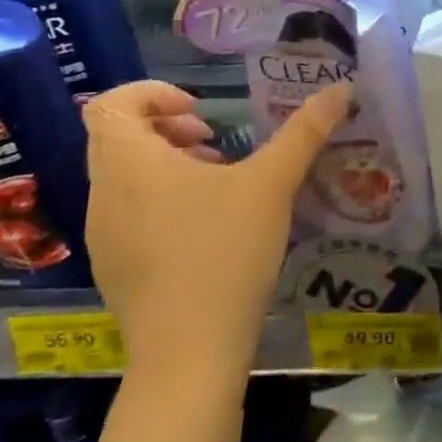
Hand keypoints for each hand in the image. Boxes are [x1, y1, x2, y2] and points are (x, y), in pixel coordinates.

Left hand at [82, 79, 351, 373]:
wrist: (189, 352)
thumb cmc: (225, 252)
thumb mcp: (272, 184)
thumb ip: (304, 132)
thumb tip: (339, 89)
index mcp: (129, 163)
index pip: (110, 104)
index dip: (152, 94)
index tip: (201, 112)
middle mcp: (103, 192)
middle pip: (117, 137)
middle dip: (168, 128)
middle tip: (215, 142)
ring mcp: (102, 234)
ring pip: (123, 176)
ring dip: (167, 164)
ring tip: (219, 182)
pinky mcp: (113, 267)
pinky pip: (127, 212)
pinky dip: (160, 200)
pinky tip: (207, 228)